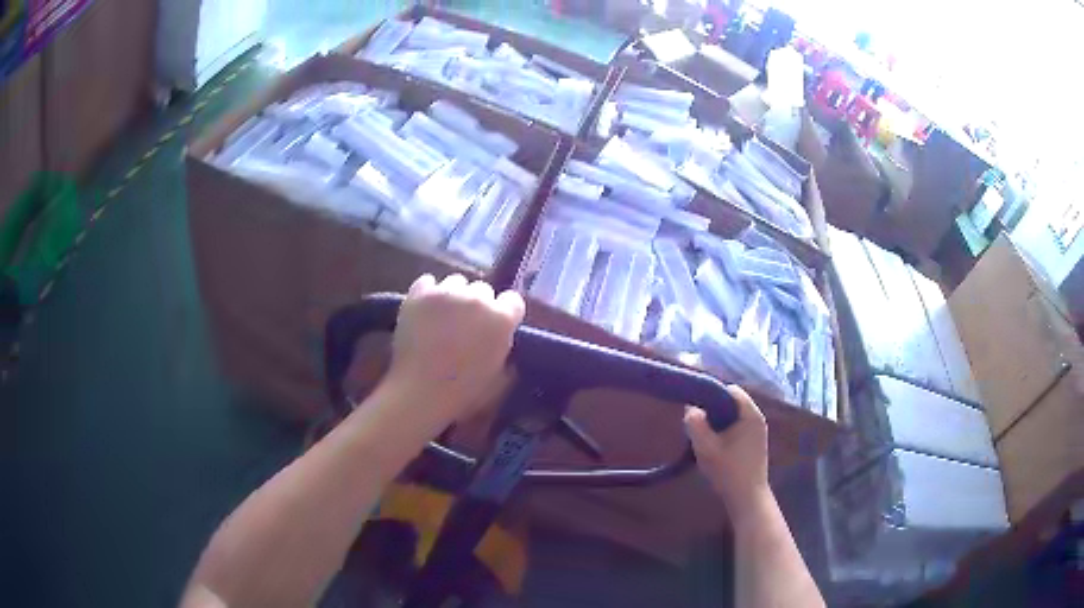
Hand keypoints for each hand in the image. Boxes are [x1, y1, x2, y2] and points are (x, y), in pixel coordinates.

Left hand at [381, 274, 524, 426]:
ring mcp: (447, 292)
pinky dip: (428, 293)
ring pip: (456, 282)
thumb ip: (505, 350)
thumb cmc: (464, 392)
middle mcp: (478, 298)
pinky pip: (428, 282)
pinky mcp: (419, 293)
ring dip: (454, 296)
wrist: (421, 391)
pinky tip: (425, 309)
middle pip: (483, 289)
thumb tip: (502, 340)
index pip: (513, 301)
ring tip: (443, 316)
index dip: (505, 313)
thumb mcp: (499, 376)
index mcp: (502, 319)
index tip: (496, 325)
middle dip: (478, 304)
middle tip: (467, 324)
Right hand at [685, 385, 768, 516]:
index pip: (730, 390)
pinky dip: (724, 432)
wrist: (747, 498)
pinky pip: (736, 428)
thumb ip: (696, 424)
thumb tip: (691, 408)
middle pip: (731, 403)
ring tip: (703, 437)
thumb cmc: (728, 471)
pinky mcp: (754, 444)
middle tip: (696, 425)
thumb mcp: (706, 448)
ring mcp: (757, 432)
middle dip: (712, 411)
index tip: (695, 407)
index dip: (711, 394)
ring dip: (717, 423)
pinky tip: (713, 448)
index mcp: (750, 414)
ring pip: (732, 417)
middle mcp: (757, 419)